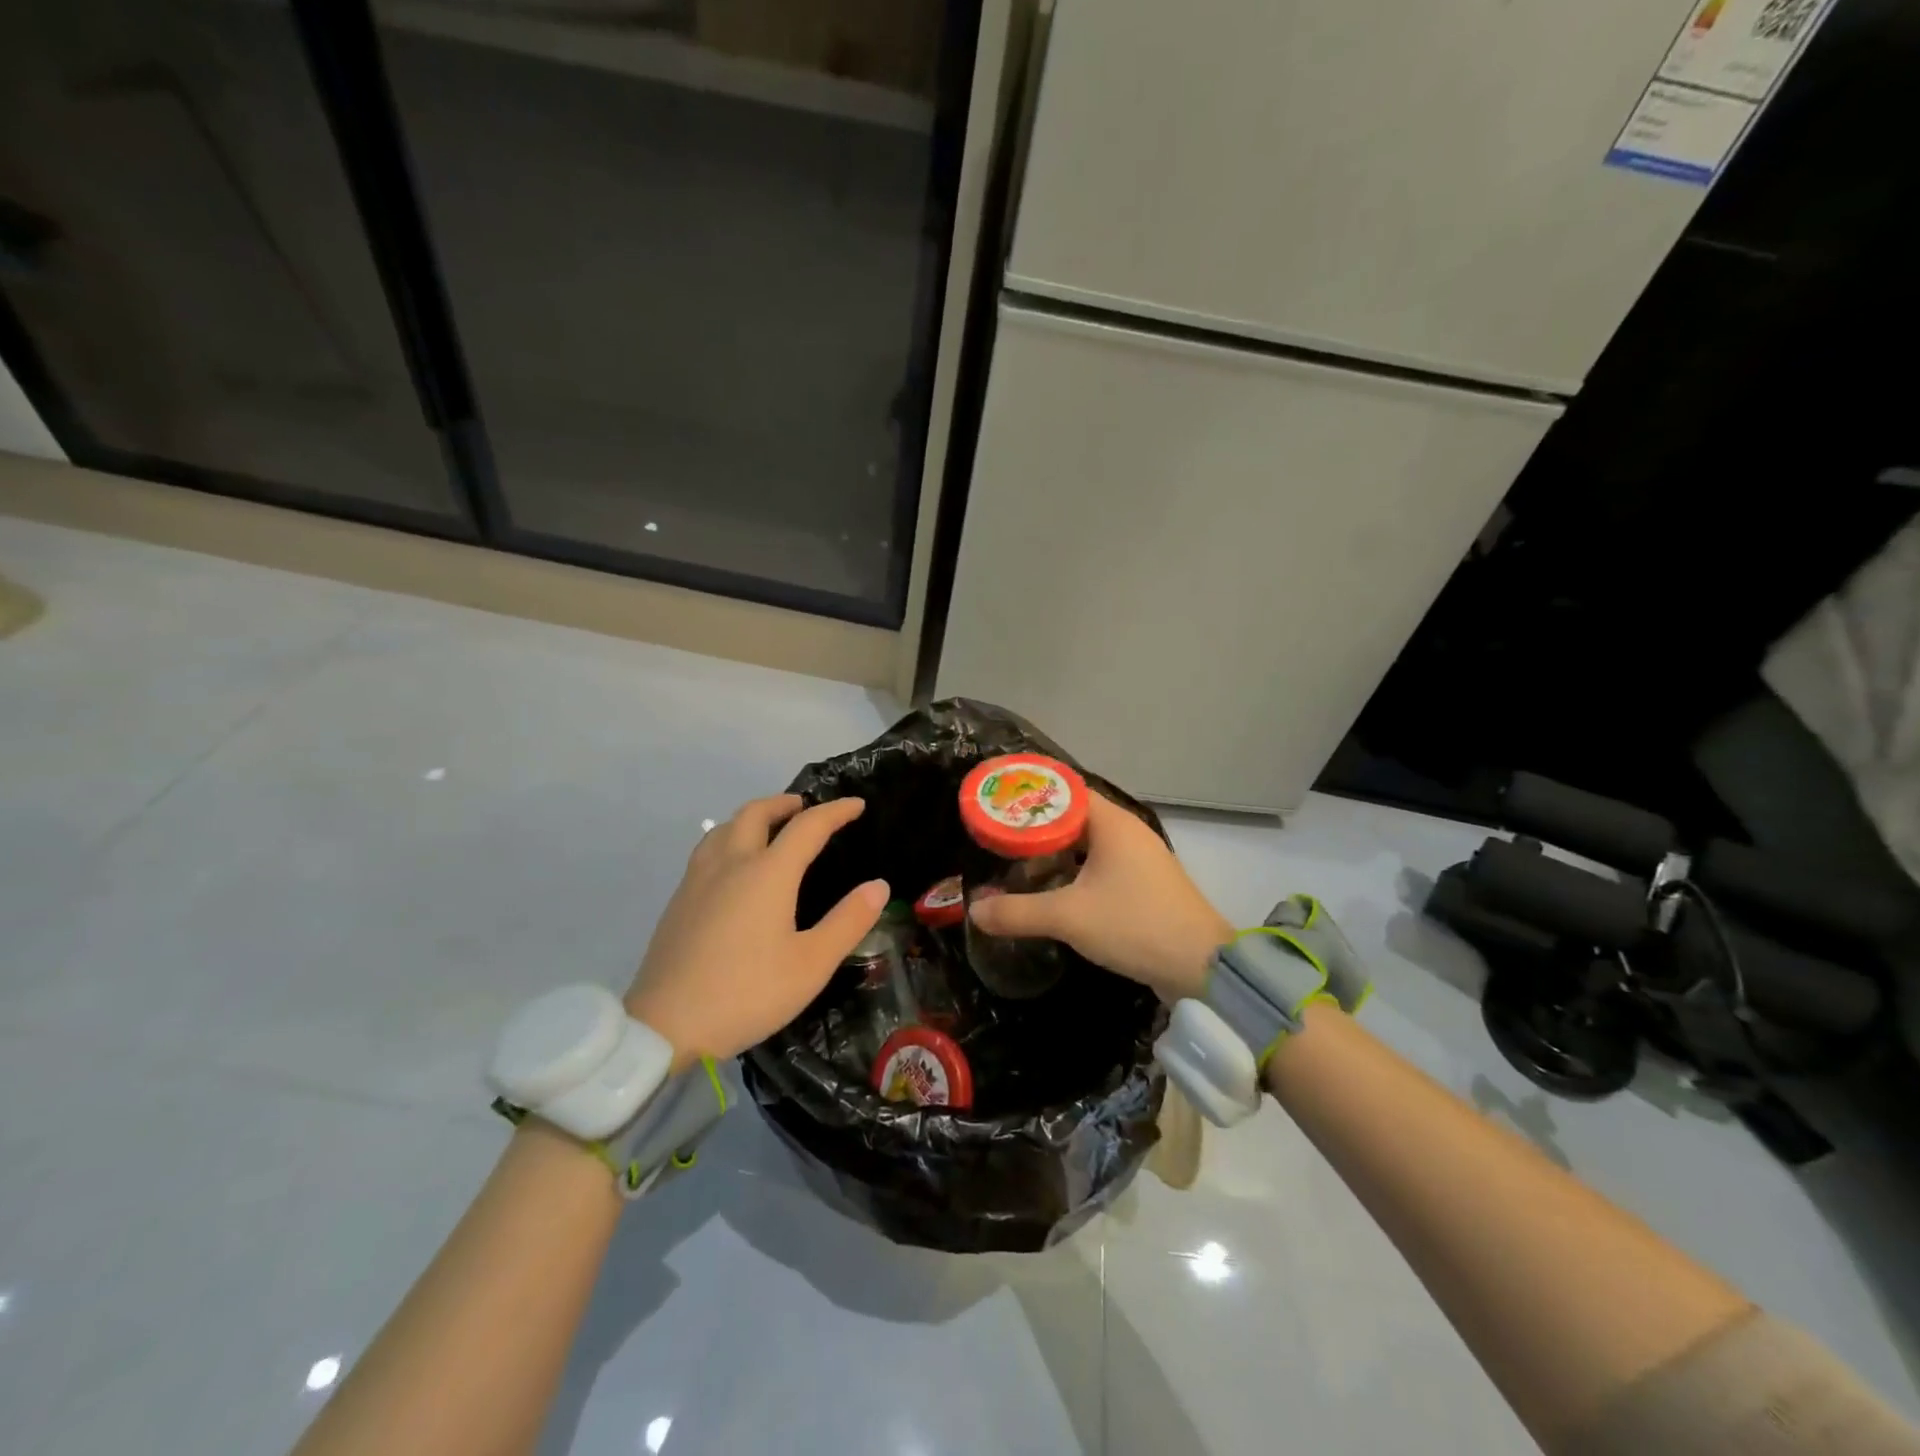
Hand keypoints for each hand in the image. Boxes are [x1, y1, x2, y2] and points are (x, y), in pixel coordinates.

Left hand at [626, 794, 886, 1067]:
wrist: (665, 1026)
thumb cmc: (747, 993)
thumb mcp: (811, 965)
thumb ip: (848, 922)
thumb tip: (878, 886)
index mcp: (768, 873)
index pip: (807, 826)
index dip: (835, 811)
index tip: (857, 805)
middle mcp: (731, 864)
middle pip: (756, 813)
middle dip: (784, 803)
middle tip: (805, 808)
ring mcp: (698, 880)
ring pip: (725, 827)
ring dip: (752, 817)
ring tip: (768, 829)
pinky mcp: (678, 900)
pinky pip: (708, 849)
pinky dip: (730, 839)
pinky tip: (733, 867)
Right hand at [968, 792, 1231, 1000]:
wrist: (1202, 966)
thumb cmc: (1134, 925)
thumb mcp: (1068, 917)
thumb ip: (1017, 912)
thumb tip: (974, 911)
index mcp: (1112, 823)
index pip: (1065, 790)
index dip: (1031, 794)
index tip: (999, 802)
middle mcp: (1128, 831)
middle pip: (1074, 816)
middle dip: (1037, 826)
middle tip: (999, 836)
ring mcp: (1141, 858)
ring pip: (1088, 843)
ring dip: (1056, 852)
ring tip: (1018, 862)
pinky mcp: (1146, 884)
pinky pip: (1102, 865)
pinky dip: (1075, 871)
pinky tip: (1054, 890)